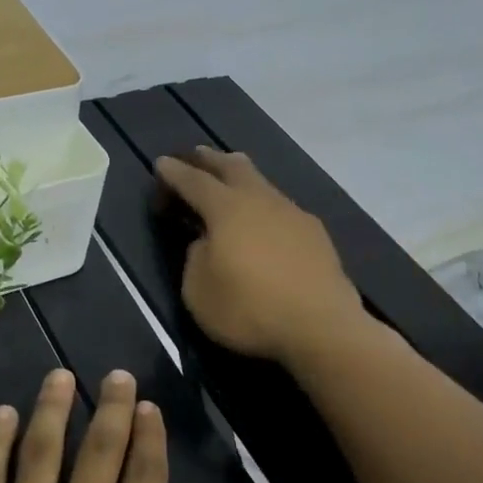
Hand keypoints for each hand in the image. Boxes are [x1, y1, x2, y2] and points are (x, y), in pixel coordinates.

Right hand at [155, 147, 365, 364]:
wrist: (321, 327)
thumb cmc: (249, 309)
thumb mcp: (198, 291)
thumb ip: (195, 258)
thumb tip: (206, 242)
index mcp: (226, 209)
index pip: (194, 181)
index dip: (174, 172)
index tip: (161, 163)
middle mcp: (261, 200)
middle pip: (233, 167)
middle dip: (210, 160)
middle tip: (196, 155)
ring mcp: (293, 213)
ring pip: (261, 183)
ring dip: (241, 178)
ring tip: (230, 180)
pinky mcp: (315, 233)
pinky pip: (281, 207)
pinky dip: (263, 205)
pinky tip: (264, 221)